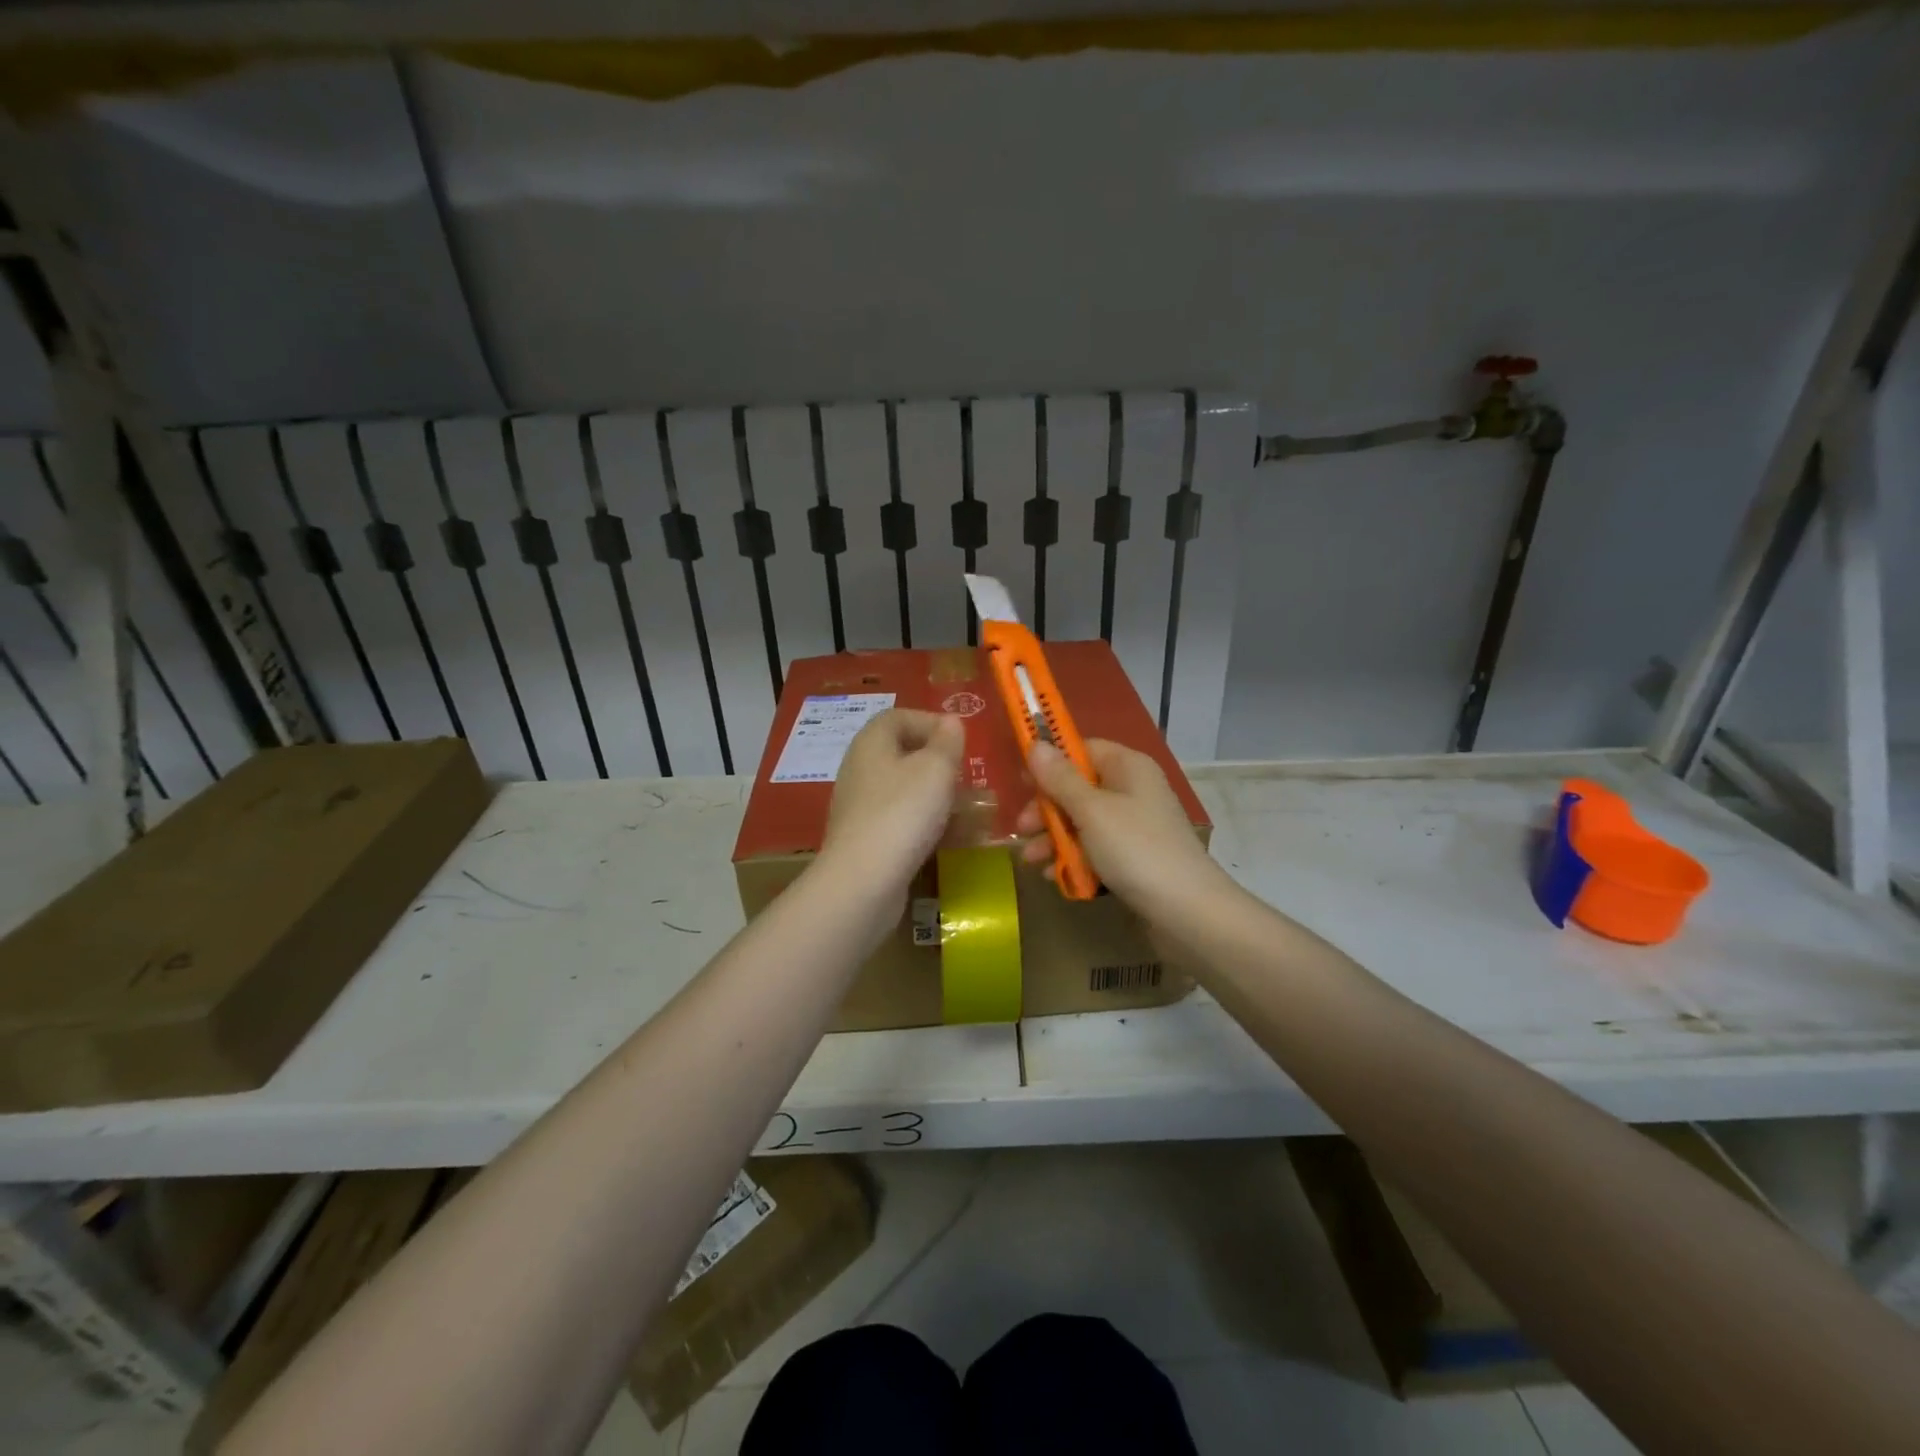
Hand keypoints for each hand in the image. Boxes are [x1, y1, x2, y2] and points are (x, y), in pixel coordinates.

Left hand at [820, 710, 964, 891]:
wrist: (864, 881)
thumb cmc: (903, 813)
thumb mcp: (936, 768)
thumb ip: (947, 741)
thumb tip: (950, 723)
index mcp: (871, 742)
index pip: (898, 716)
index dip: (930, 722)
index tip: (959, 742)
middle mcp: (860, 768)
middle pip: (901, 753)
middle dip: (937, 763)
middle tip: (964, 777)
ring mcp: (860, 806)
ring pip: (903, 789)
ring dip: (934, 795)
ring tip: (963, 809)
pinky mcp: (865, 838)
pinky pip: (899, 819)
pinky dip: (923, 823)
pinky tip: (945, 838)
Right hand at [1018, 739, 1228, 914]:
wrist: (1186, 912)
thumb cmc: (1135, 849)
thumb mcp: (1091, 811)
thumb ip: (1060, 779)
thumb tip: (1036, 744)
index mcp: (1128, 767)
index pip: (1083, 749)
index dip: (1051, 763)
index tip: (1022, 782)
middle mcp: (1133, 790)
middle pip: (1078, 788)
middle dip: (1047, 809)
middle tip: (1022, 829)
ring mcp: (1135, 826)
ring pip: (1083, 822)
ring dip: (1054, 838)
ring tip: (1032, 860)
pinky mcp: (1134, 857)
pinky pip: (1096, 849)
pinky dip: (1075, 859)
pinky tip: (1055, 876)